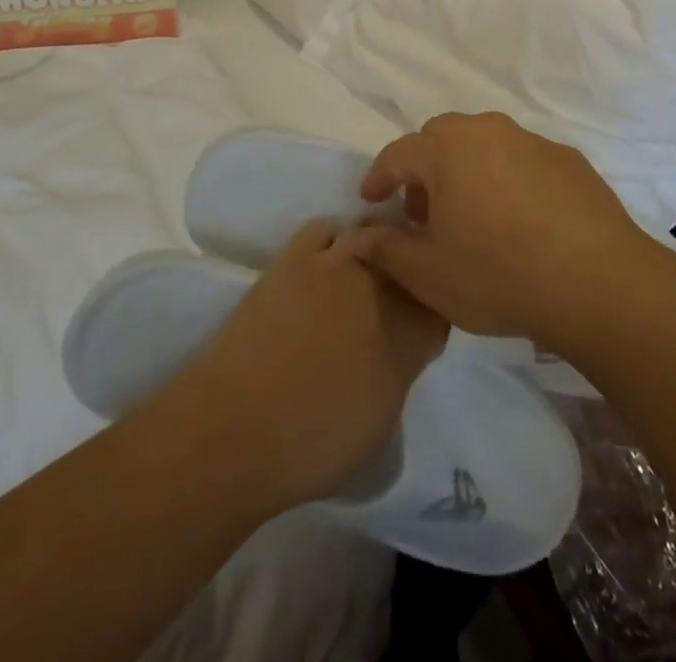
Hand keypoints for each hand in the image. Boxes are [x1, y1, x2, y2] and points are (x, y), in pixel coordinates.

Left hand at [177, 221, 446, 513]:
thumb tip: (404, 345)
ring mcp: (337, 263)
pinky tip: (325, 263)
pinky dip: (333, 242)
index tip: (420, 329)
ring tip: (364, 275)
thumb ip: (403, 369)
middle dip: (410, 277)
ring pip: (375, 236)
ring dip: (378, 252)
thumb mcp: (382, 420)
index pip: (441, 306)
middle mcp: (381, 287)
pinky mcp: (296, 255)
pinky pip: (327, 231)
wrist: (235, 429)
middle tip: (394, 303)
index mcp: (409, 333)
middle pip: (411, 262)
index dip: (433, 314)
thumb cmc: (312, 444)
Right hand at [334, 112, 663, 352]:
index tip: (371, 200)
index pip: (398, 153)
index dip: (379, 177)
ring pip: (485, 144)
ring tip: (471, 216)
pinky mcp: (568, 159)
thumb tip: (353, 237)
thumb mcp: (429, 275)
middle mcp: (488, 132)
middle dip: (424, 169)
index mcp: (448, 150)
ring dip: (466, 170)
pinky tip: (519, 220)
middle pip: (442, 138)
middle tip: (423, 212)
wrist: (597, 281)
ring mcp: (532, 142)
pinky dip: (507, 177)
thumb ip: (385, 250)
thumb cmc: (499, 275)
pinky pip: (523, 159)